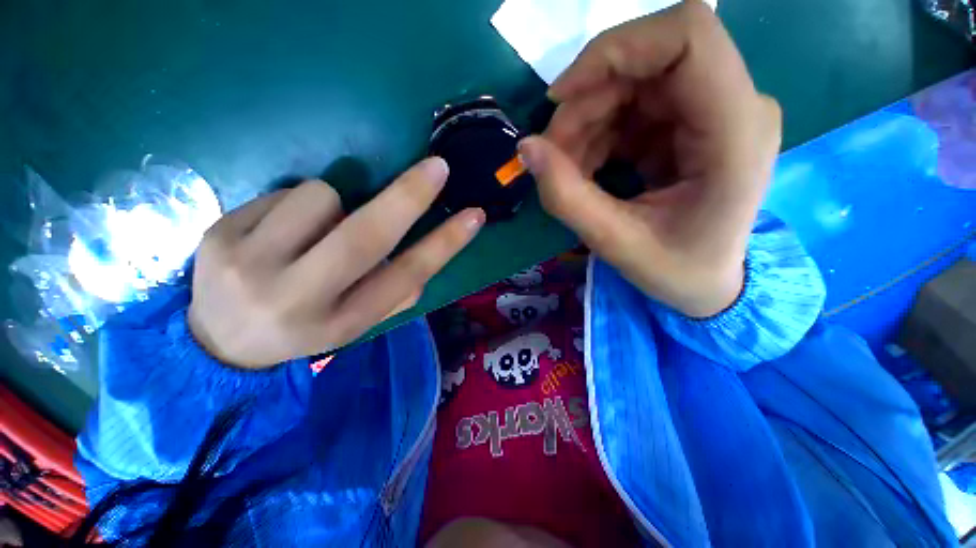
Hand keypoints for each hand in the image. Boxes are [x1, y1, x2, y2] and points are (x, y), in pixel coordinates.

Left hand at [188, 158, 484, 368]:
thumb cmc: (304, 328)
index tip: (474, 216)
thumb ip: (395, 295)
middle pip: (365, 237)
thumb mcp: (356, 323)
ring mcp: (250, 266)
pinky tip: (280, 233)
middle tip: (438, 168)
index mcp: (342, 323)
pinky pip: (284, 194)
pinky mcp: (218, 235)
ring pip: (322, 198)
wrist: (219, 341)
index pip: (405, 277)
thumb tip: (426, 258)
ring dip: (335, 207)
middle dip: (408, 197)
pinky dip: (297, 207)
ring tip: (315, 233)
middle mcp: (299, 300)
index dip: (444, 244)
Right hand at [519, 0, 781, 317]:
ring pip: (632, 83)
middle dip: (586, 102)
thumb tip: (525, 148)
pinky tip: (585, 169)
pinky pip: (631, 108)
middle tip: (553, 154)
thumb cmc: (677, 271)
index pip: (686, 36)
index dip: (614, 51)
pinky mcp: (690, 122)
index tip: (560, 98)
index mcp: (735, 132)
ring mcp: (712, 111)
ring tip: (567, 170)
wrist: (710, 283)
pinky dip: (596, 134)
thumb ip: (567, 197)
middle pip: (646, 61)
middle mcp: (733, 105)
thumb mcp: (616, 244)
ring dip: (586, 122)